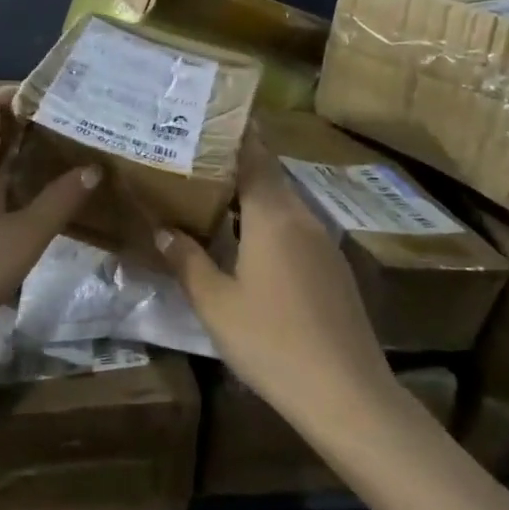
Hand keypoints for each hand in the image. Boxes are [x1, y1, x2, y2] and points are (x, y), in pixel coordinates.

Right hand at [155, 130, 392, 415]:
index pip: (254, 156)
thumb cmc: (271, 342)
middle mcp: (303, 218)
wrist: (346, 393)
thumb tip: (162, 229)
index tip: (209, 116)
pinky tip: (249, 243)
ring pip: (285, 204)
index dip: (234, 134)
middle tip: (197, 158)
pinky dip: (270, 222)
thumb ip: (188, 261)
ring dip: (254, 195)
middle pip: (270, 176)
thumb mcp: (216, 304)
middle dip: (237, 163)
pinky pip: (297, 228)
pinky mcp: (334, 269)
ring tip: (215, 195)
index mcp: (273, 216)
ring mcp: (325, 243)